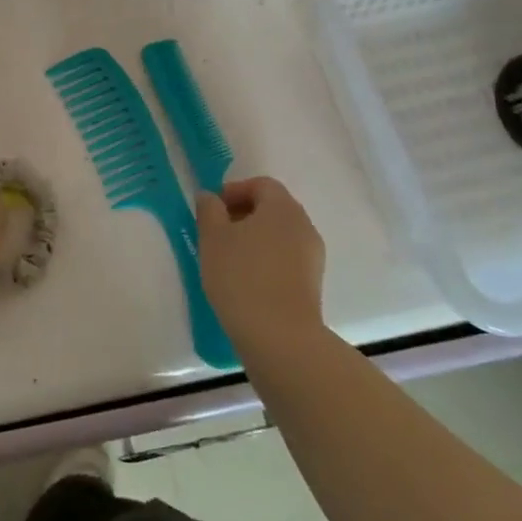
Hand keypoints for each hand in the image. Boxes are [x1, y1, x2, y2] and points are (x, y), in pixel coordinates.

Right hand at [196, 177, 326, 353]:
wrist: (280, 336)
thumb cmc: (241, 276)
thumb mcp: (213, 238)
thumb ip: (209, 210)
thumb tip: (210, 197)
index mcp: (282, 207)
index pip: (262, 184)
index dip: (235, 190)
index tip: (213, 210)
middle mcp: (304, 225)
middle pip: (273, 208)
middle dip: (243, 215)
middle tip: (216, 233)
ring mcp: (312, 256)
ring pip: (280, 235)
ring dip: (254, 239)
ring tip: (228, 260)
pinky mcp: (312, 283)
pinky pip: (286, 259)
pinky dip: (266, 260)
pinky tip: (246, 281)